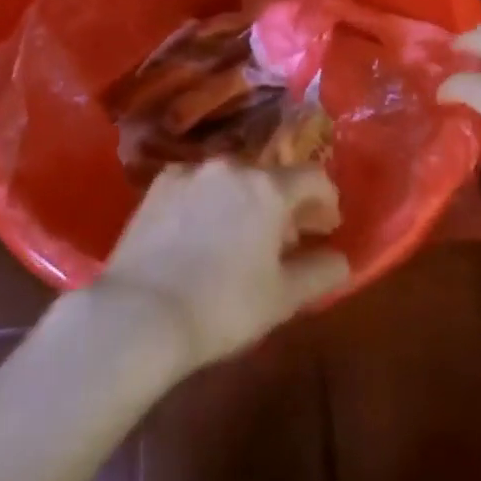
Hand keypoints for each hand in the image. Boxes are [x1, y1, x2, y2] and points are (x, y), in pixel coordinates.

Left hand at [95, 160, 350, 371]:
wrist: (140, 314)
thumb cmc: (223, 307)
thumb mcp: (282, 299)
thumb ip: (319, 273)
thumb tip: (341, 259)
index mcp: (269, 188)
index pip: (313, 177)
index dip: (326, 200)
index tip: (326, 227)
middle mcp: (233, 167)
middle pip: (271, 177)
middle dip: (283, 204)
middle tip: (283, 240)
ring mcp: (192, 171)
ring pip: (232, 179)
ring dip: (244, 200)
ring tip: (237, 239)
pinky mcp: (159, 184)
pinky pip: (197, 186)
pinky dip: (207, 202)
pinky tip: (197, 235)